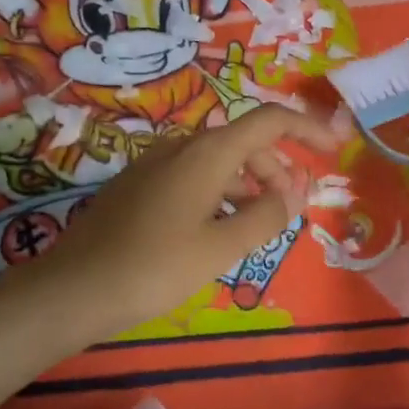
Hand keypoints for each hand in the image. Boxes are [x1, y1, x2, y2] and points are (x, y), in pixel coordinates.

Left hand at [38, 104, 339, 337]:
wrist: (75, 288)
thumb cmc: (156, 266)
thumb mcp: (221, 247)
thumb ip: (266, 216)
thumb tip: (293, 193)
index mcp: (207, 153)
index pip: (269, 121)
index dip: (306, 129)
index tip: (334, 150)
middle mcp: (181, 147)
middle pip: (243, 143)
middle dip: (276, 170)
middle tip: (292, 209)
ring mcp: (155, 165)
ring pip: (216, 163)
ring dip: (247, 186)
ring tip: (259, 226)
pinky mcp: (138, 186)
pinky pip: (192, 178)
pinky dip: (219, 194)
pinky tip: (217, 230)